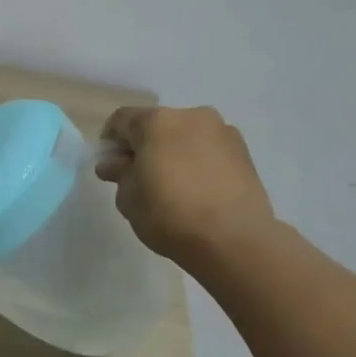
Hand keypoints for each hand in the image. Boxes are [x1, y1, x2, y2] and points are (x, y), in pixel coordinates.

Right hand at [96, 106, 277, 263]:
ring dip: (173, 153)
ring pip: (186, 136)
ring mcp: (223, 132)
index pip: (121, 120)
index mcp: (157, 121)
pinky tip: (197, 191)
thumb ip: (119, 174)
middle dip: (144, 147)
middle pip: (156, 125)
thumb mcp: (128, 198)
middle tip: (140, 178)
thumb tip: (115, 164)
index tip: (110, 167)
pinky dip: (198, 163)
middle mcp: (192, 116)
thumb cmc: (169, 214)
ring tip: (173, 187)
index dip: (110, 142)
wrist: (234, 240)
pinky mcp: (245, 153)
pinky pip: (209, 151)